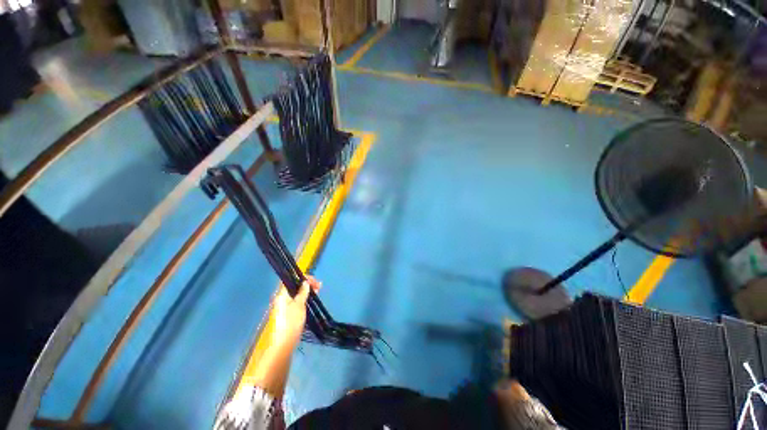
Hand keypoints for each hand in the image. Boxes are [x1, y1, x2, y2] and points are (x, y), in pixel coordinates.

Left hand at [271, 276, 320, 346]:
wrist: (284, 343)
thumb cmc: (291, 322)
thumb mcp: (299, 305)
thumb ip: (303, 292)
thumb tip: (305, 282)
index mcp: (282, 295)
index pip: (292, 280)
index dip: (303, 278)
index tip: (314, 280)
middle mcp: (282, 298)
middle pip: (295, 286)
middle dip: (307, 284)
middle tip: (319, 286)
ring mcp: (285, 306)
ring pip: (297, 294)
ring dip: (307, 291)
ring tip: (318, 291)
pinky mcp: (289, 313)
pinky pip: (298, 301)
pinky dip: (305, 298)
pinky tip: (312, 299)